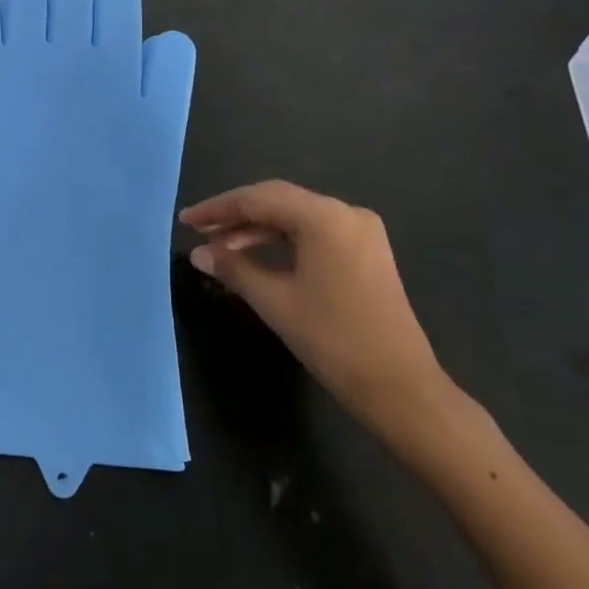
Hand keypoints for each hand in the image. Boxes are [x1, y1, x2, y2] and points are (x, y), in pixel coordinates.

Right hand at [180, 181, 453, 442]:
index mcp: (325, 217)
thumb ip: (233, 268)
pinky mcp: (367, 251)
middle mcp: (345, 213)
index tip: (186, 220)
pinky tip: (257, 254)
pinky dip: (282, 239)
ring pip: (296, 216)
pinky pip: (314, 232)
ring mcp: (361, 231)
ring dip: (257, 228)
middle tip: (199, 230)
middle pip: (278, 200)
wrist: (401, 389)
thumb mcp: (275, 301)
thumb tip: (198, 253)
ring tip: (221, 247)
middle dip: (235, 214)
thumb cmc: (334, 340)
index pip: (258, 199)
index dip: (217, 208)